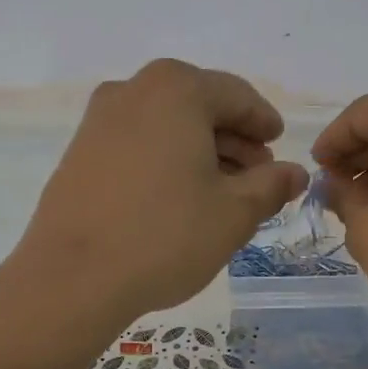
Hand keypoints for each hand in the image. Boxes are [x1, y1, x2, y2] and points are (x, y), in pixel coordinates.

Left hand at [15, 60, 308, 329]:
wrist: (73, 278)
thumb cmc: (165, 237)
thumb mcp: (234, 214)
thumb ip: (271, 186)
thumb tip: (295, 173)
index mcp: (176, 90)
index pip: (237, 96)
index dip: (263, 122)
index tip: (278, 144)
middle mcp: (133, 90)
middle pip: (198, 106)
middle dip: (232, 140)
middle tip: (256, 176)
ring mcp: (98, 121)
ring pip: (165, 126)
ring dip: (198, 152)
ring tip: (221, 192)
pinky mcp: (78, 153)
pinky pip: (136, 145)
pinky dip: (164, 161)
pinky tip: (176, 198)